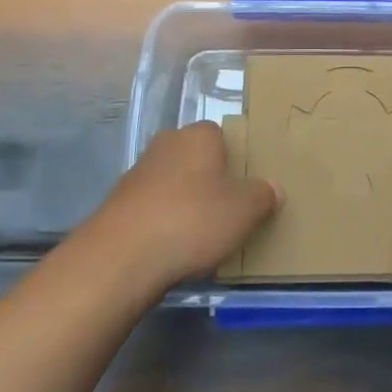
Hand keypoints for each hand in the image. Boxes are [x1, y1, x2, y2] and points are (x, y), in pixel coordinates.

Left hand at [83, 122, 279, 292]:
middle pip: (195, 157)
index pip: (221, 135)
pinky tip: (170, 248)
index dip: (233, 159)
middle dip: (207, 180)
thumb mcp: (244, 211)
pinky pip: (151, 208)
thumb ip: (263, 196)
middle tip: (225, 210)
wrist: (122, 257)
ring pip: (171, 182)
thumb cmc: (193, 220)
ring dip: (182, 202)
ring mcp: (137, 173)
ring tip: (199, 236)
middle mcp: (166, 144)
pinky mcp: (118, 204)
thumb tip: (273, 189)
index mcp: (199, 135)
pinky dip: (161, 222)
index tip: (243, 186)